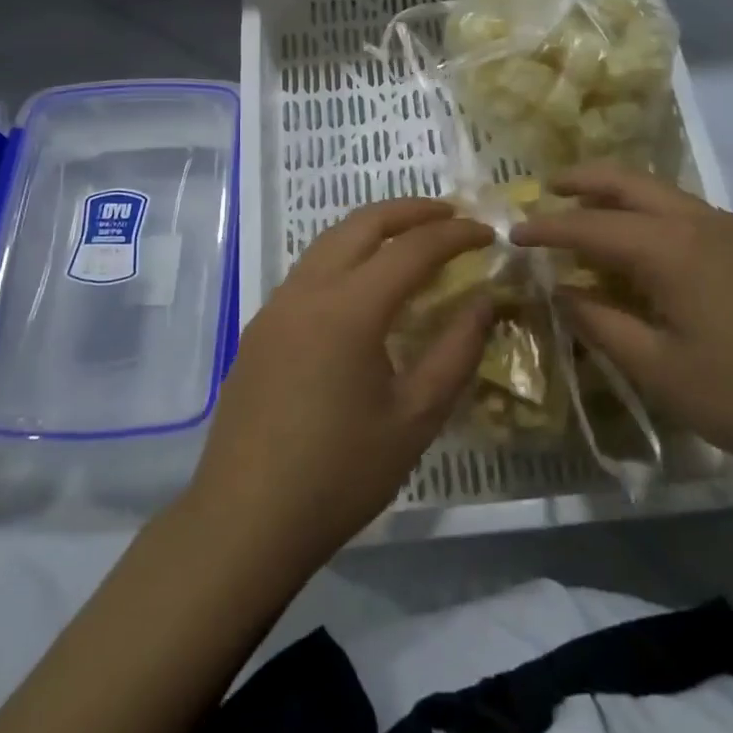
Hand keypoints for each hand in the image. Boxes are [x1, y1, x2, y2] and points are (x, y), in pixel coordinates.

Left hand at [188, 199, 492, 567]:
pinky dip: (346, 256)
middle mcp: (308, 290)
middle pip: (362, 224)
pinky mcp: (260, 328)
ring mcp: (276, 306)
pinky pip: (309, 270)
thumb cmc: (339, 474)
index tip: (488, 232)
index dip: (455, 235)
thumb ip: (456, 351)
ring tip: (411, 239)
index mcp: (349, 308)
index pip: (412, 248)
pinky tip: (363, 286)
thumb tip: (486, 300)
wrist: (244, 521)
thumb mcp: (415, 418)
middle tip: (451, 215)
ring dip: (374, 229)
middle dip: (410, 210)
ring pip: (329, 241)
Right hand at [511, 164, 732, 480]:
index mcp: (671, 248)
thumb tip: (563, 292)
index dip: (547, 228)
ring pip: (662, 194)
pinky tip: (646, 246)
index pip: (590, 225)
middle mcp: (701, 222)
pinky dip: (652, 215)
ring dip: (619, 195)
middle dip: (583, 181)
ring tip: (588, 213)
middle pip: (629, 183)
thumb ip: (602, 324)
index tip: (512, 233)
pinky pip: (689, 214)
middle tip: (547, 189)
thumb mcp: (660, 370)